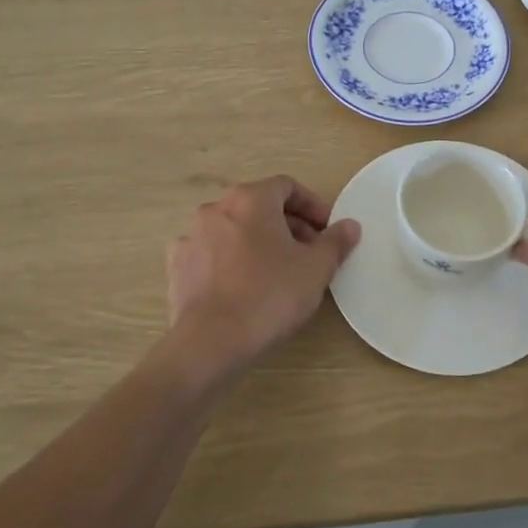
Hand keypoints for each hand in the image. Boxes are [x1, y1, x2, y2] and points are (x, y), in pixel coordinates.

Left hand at [165, 176, 360, 373]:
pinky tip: (243, 286)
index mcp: (251, 199)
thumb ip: (335, 242)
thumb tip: (349, 225)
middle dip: (288, 225)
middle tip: (308, 253)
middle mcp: (216, 208)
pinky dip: (230, 261)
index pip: (287, 186)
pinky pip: (211, 253)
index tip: (326, 230)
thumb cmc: (270, 295)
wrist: (210, 340)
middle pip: (259, 206)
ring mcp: (192, 236)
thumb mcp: (316, 269)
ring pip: (234, 229)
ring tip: (277, 271)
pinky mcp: (177, 265)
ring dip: (258, 242)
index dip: (312, 205)